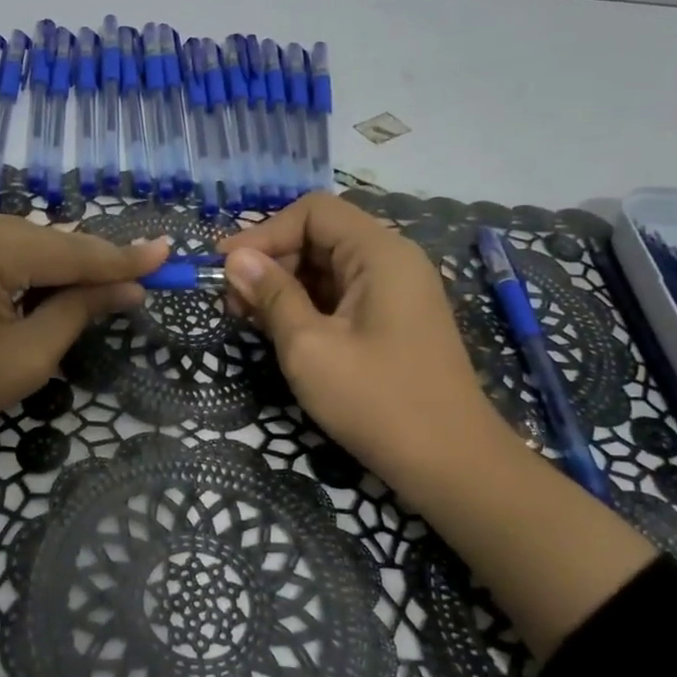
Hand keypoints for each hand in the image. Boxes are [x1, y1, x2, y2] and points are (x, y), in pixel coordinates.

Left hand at [0, 197, 164, 569]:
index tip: (167, 254)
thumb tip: (129, 288)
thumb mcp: (23, 359)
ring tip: (61, 305)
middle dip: (78, 269)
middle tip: (122, 294)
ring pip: (11, 238)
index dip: (124, 258)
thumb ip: (79, 310)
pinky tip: (14, 292)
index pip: (72, 250)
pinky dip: (6, 263)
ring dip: (41, 268)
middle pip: (41, 240)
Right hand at [220, 194, 519, 502]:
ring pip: (328, 268)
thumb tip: (235, 258)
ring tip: (249, 320)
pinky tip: (282, 333)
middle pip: (320, 236)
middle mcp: (393, 261)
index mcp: (380, 253)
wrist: (451, 464)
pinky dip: (307, 306)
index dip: (264, 232)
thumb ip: (272, 296)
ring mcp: (397, 292)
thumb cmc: (377, 402)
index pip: (313, 212)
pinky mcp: (394, 321)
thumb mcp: (309, 348)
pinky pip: (342, 295)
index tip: (224, 267)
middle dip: (271, 261)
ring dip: (285, 286)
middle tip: (232, 302)